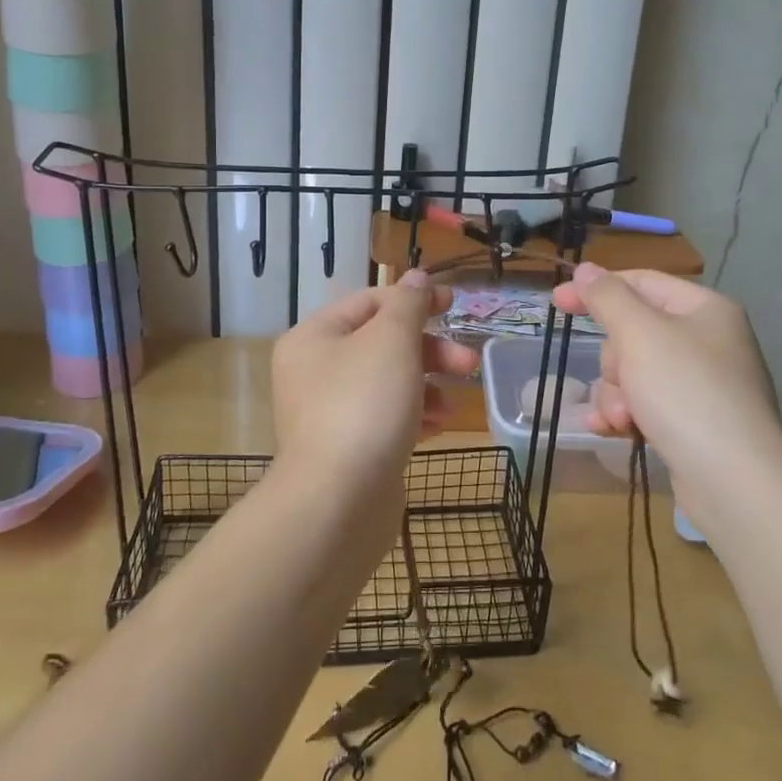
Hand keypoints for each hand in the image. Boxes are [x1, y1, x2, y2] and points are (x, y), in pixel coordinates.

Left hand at [270, 269, 478, 503]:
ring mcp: (328, 414)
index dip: (414, 299)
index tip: (454, 305)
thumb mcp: (392, 340)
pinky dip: (413, 417)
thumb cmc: (364, 405)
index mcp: (314, 337)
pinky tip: (437, 427)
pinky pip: (385, 419)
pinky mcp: (347, 450)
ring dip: (426, 385)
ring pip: (388, 383)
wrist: (338, 504)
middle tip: (467, 363)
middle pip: (381, 343)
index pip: (370, 302)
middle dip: (429, 350)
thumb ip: (409, 303)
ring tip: (452, 404)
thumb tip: (417, 277)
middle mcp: (314, 371)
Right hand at [552, 264, 781, 521]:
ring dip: (617, 394)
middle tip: (622, 382)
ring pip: (635, 372)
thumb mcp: (639, 334)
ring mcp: (703, 385)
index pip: (641, 282)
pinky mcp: (696, 423)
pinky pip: (647, 404)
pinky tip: (613, 431)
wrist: (736, 482)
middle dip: (614, 361)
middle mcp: (708, 341)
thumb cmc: (686, 392)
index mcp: (704, 308)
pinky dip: (627, 415)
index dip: (596, 289)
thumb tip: (586, 268)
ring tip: (624, 420)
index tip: (556, 302)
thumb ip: (607, 297)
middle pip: (634, 332)